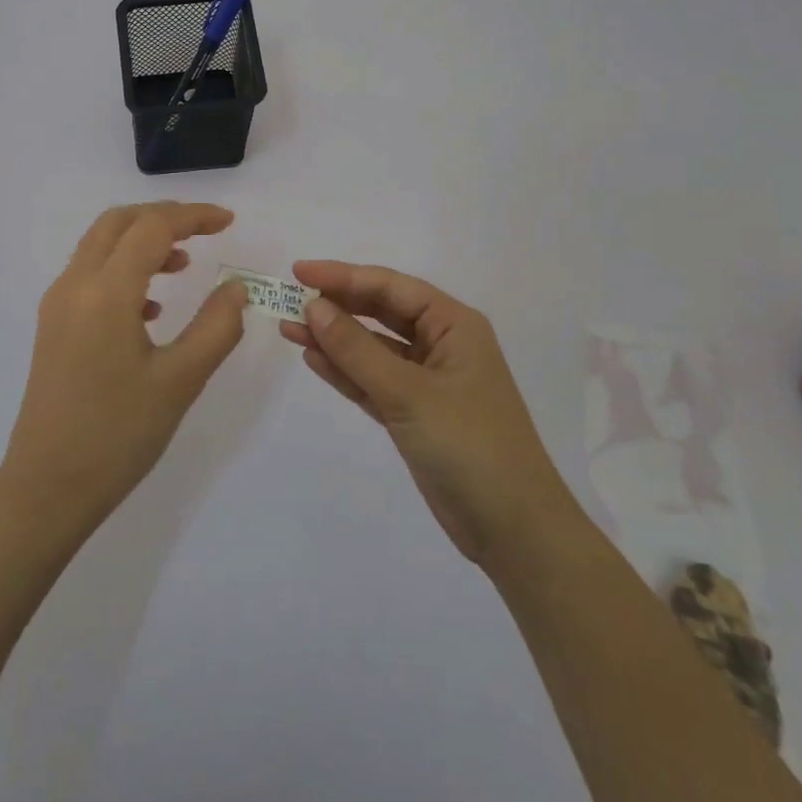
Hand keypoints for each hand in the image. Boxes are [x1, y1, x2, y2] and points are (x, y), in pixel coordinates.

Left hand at [0, 203, 248, 531]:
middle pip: (118, 223)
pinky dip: (123, 269)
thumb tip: (236, 287)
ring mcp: (58, 306)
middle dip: (163, 218)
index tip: (229, 222)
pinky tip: (151, 308)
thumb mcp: (180, 381)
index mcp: (105, 292)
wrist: (46, 489)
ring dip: (142, 241)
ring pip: (100, 246)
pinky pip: (89, 275)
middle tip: (204, 232)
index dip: (193, 217)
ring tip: (183, 266)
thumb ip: (216, 326)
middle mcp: (74, 286)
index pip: (152, 228)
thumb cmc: (117, 435)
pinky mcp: (53, 328)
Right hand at [280, 261, 568, 565]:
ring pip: (373, 348)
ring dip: (334, 339)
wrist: (513, 529)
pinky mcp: (415, 414)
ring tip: (288, 328)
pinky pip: (373, 381)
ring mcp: (427, 381)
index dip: (343, 276)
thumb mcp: (408, 392)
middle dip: (336, 305)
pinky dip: (345, 371)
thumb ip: (357, 349)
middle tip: (288, 299)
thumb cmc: (469, 444)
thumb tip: (314, 306)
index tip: (298, 272)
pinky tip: (313, 358)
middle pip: (380, 312)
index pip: (390, 287)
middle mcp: (441, 344)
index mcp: (453, 325)